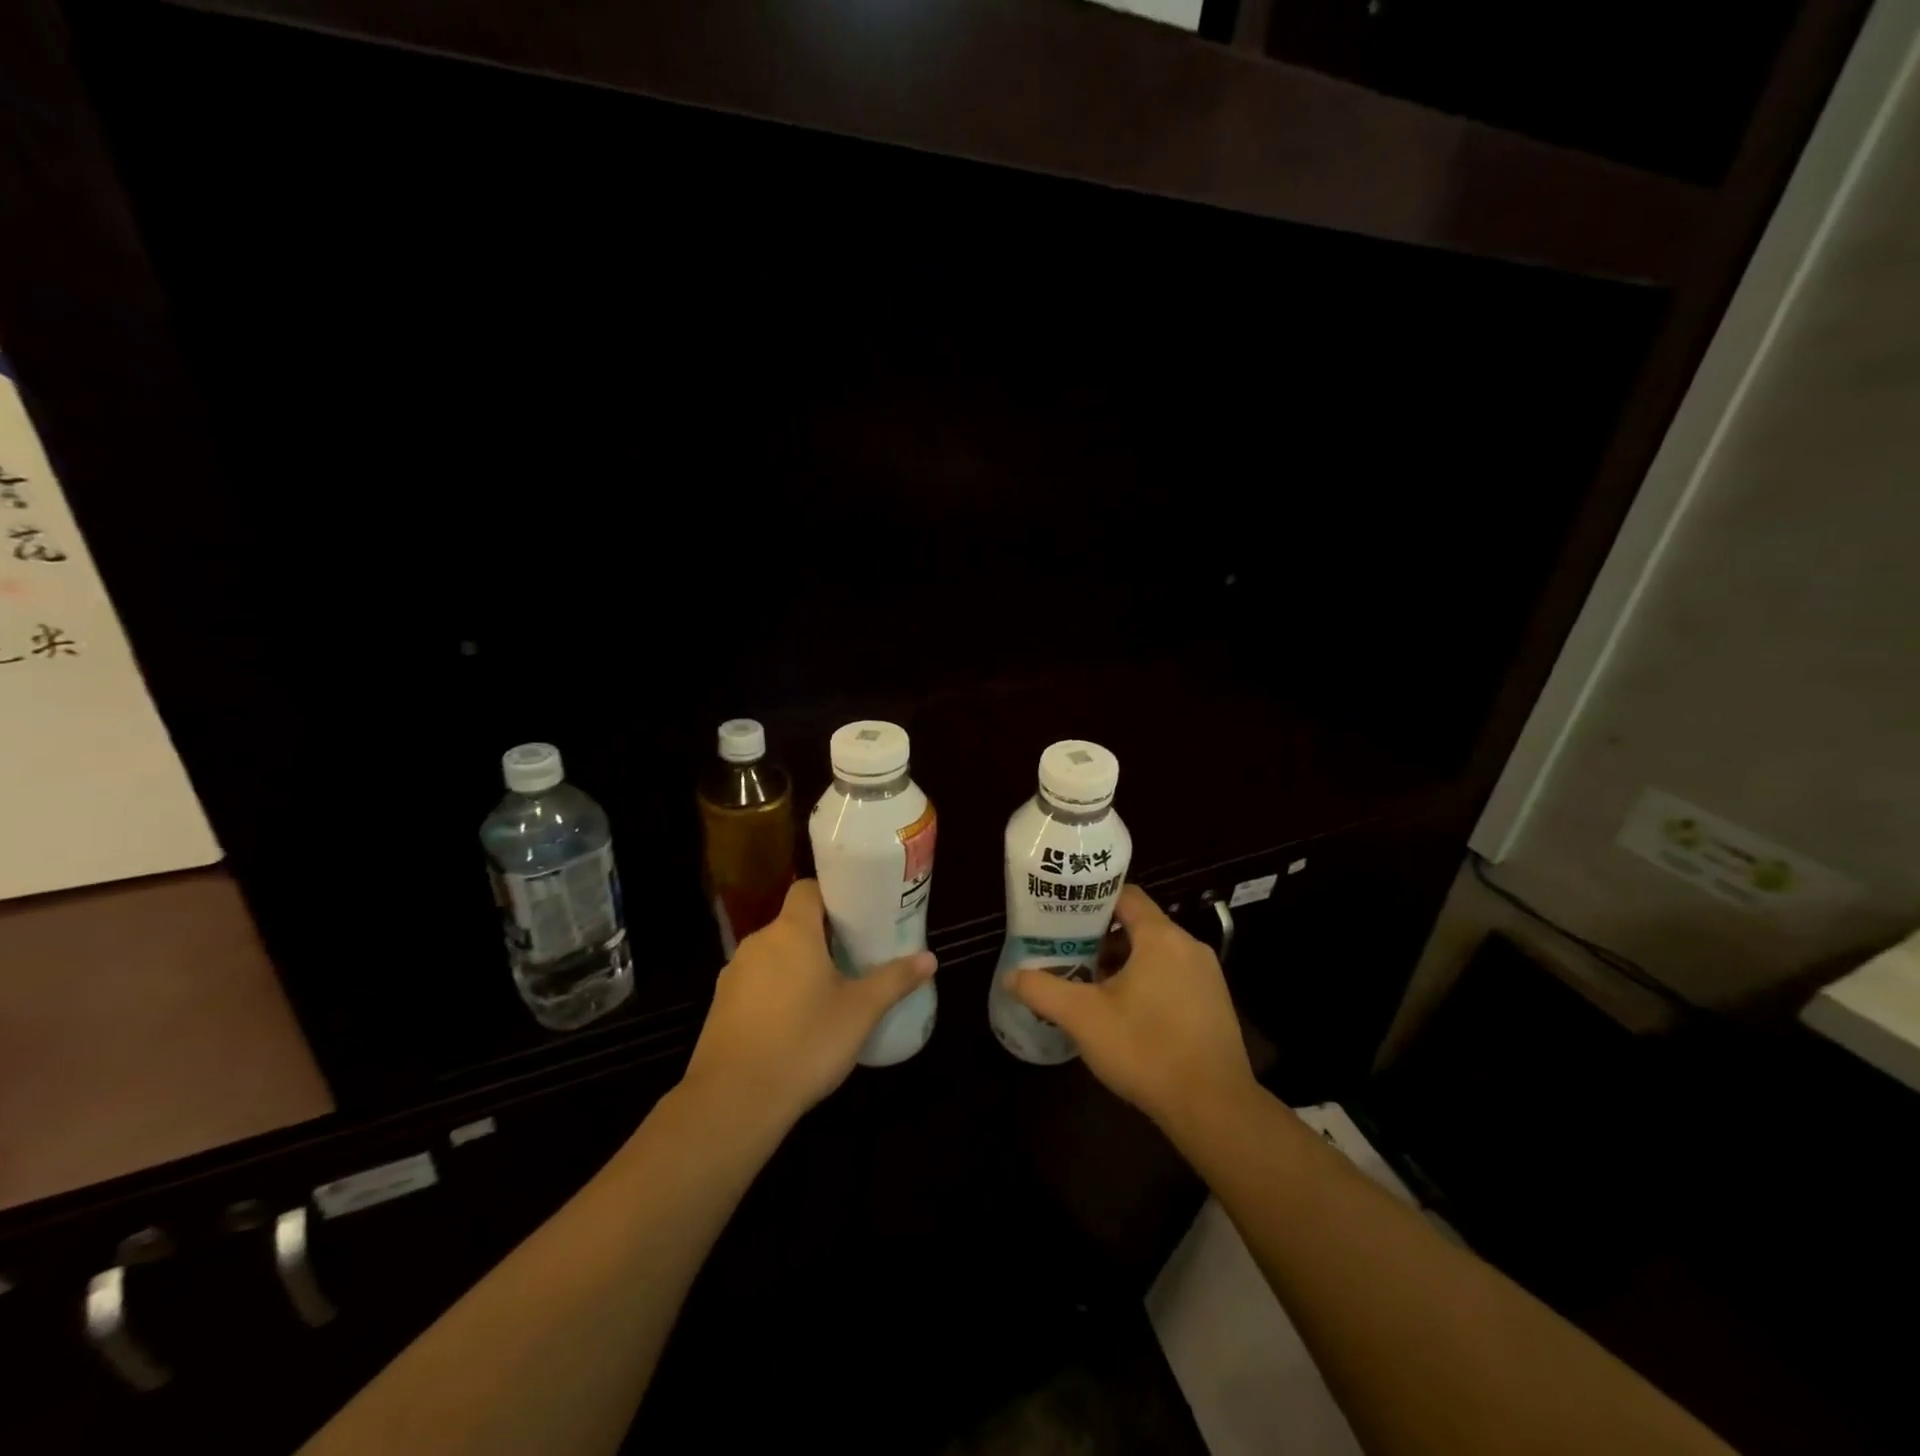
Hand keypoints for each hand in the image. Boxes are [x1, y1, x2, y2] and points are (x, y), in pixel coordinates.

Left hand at [682, 879, 936, 1127]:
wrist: (734, 1101)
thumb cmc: (805, 1043)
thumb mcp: (860, 1012)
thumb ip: (894, 980)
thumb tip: (930, 958)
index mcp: (792, 932)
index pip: (807, 889)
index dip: (832, 897)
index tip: (857, 917)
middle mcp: (758, 942)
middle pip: (793, 924)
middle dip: (822, 937)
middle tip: (853, 957)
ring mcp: (734, 974)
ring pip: (774, 955)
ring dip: (797, 966)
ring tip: (827, 992)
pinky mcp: (721, 1006)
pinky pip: (756, 983)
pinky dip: (775, 992)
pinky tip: (795, 1023)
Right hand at [1012, 885, 1255, 1135]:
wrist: (1214, 1108)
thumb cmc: (1145, 1049)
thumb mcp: (1083, 1018)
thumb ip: (1043, 990)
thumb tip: (1010, 976)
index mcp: (1161, 937)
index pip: (1126, 896)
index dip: (1093, 901)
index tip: (1065, 916)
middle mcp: (1189, 947)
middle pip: (1140, 925)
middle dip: (1102, 939)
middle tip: (1070, 955)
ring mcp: (1207, 976)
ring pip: (1156, 954)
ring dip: (1124, 964)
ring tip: (1091, 988)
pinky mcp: (1216, 1004)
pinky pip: (1174, 977)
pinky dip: (1148, 983)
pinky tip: (1127, 1016)